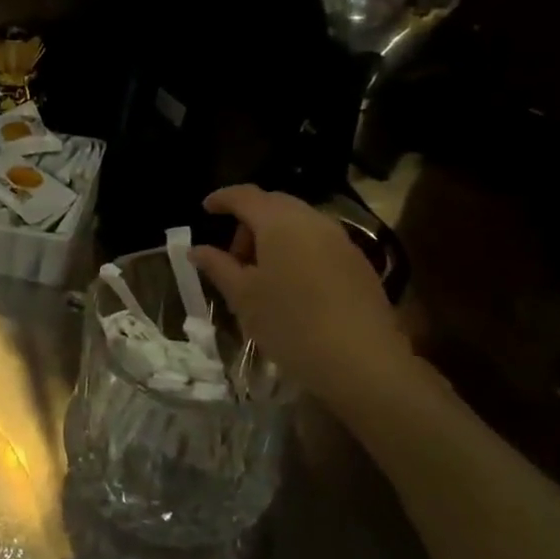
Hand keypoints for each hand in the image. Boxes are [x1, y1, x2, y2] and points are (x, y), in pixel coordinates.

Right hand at [190, 185, 417, 412]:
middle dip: (248, 223)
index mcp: (280, 222)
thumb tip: (197, 250)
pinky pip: (318, 243)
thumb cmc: (290, 324)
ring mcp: (342, 241)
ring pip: (299, 224)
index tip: (205, 209)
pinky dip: (296, 251)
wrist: (362, 363)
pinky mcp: (358, 264)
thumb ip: (218, 266)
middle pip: (274, 205)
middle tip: (232, 257)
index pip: (245, 195)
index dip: (222, 199)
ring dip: (273, 238)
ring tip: (260, 276)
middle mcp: (314, 221)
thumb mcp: (243, 297)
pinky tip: (291, 287)